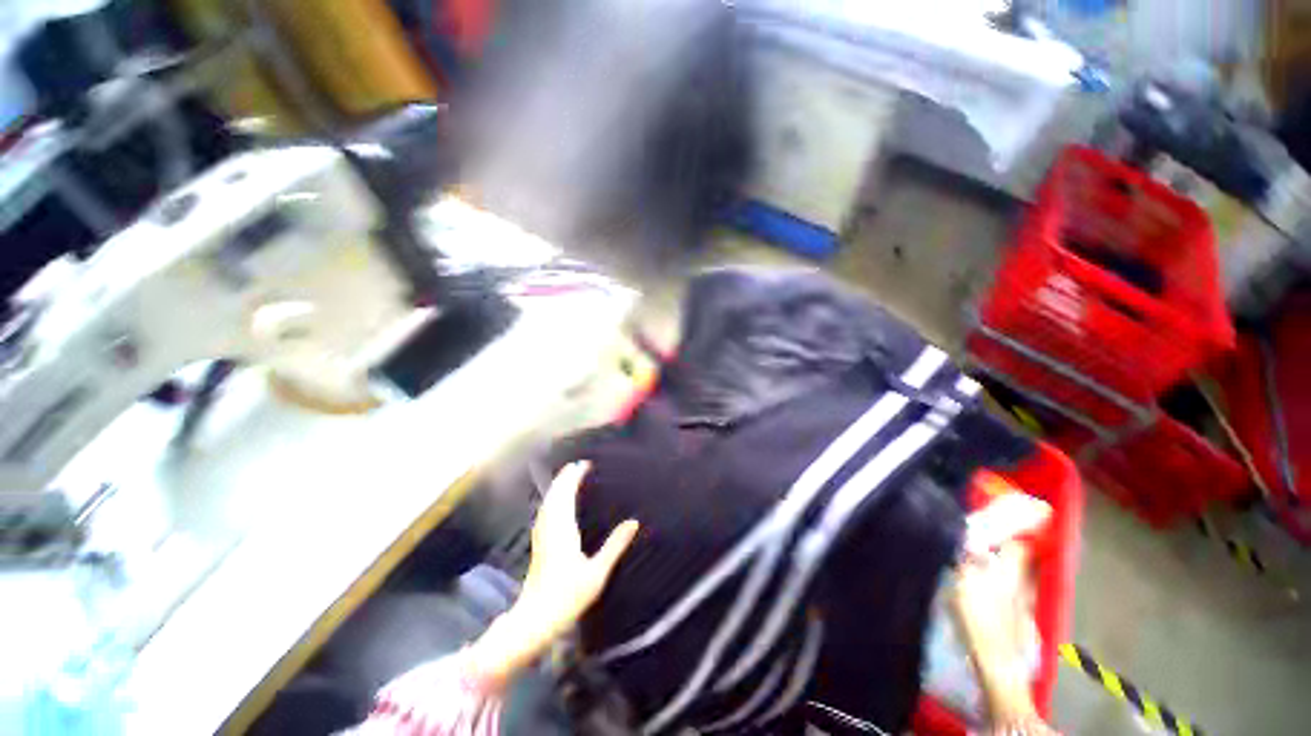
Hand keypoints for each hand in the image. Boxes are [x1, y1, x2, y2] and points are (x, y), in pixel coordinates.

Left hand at [465, 462, 638, 686]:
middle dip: (565, 477)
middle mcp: (550, 527)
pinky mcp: (538, 543)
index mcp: (563, 530)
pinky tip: (554, 503)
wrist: (535, 619)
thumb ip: (615, 546)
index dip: (574, 478)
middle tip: (577, 465)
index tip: (584, 465)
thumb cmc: (568, 597)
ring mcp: (541, 535)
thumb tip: (634, 523)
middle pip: (555, 494)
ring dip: (557, 486)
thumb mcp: (597, 573)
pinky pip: (544, 511)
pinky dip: (551, 499)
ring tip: (567, 477)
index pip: (567, 495)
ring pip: (547, 502)